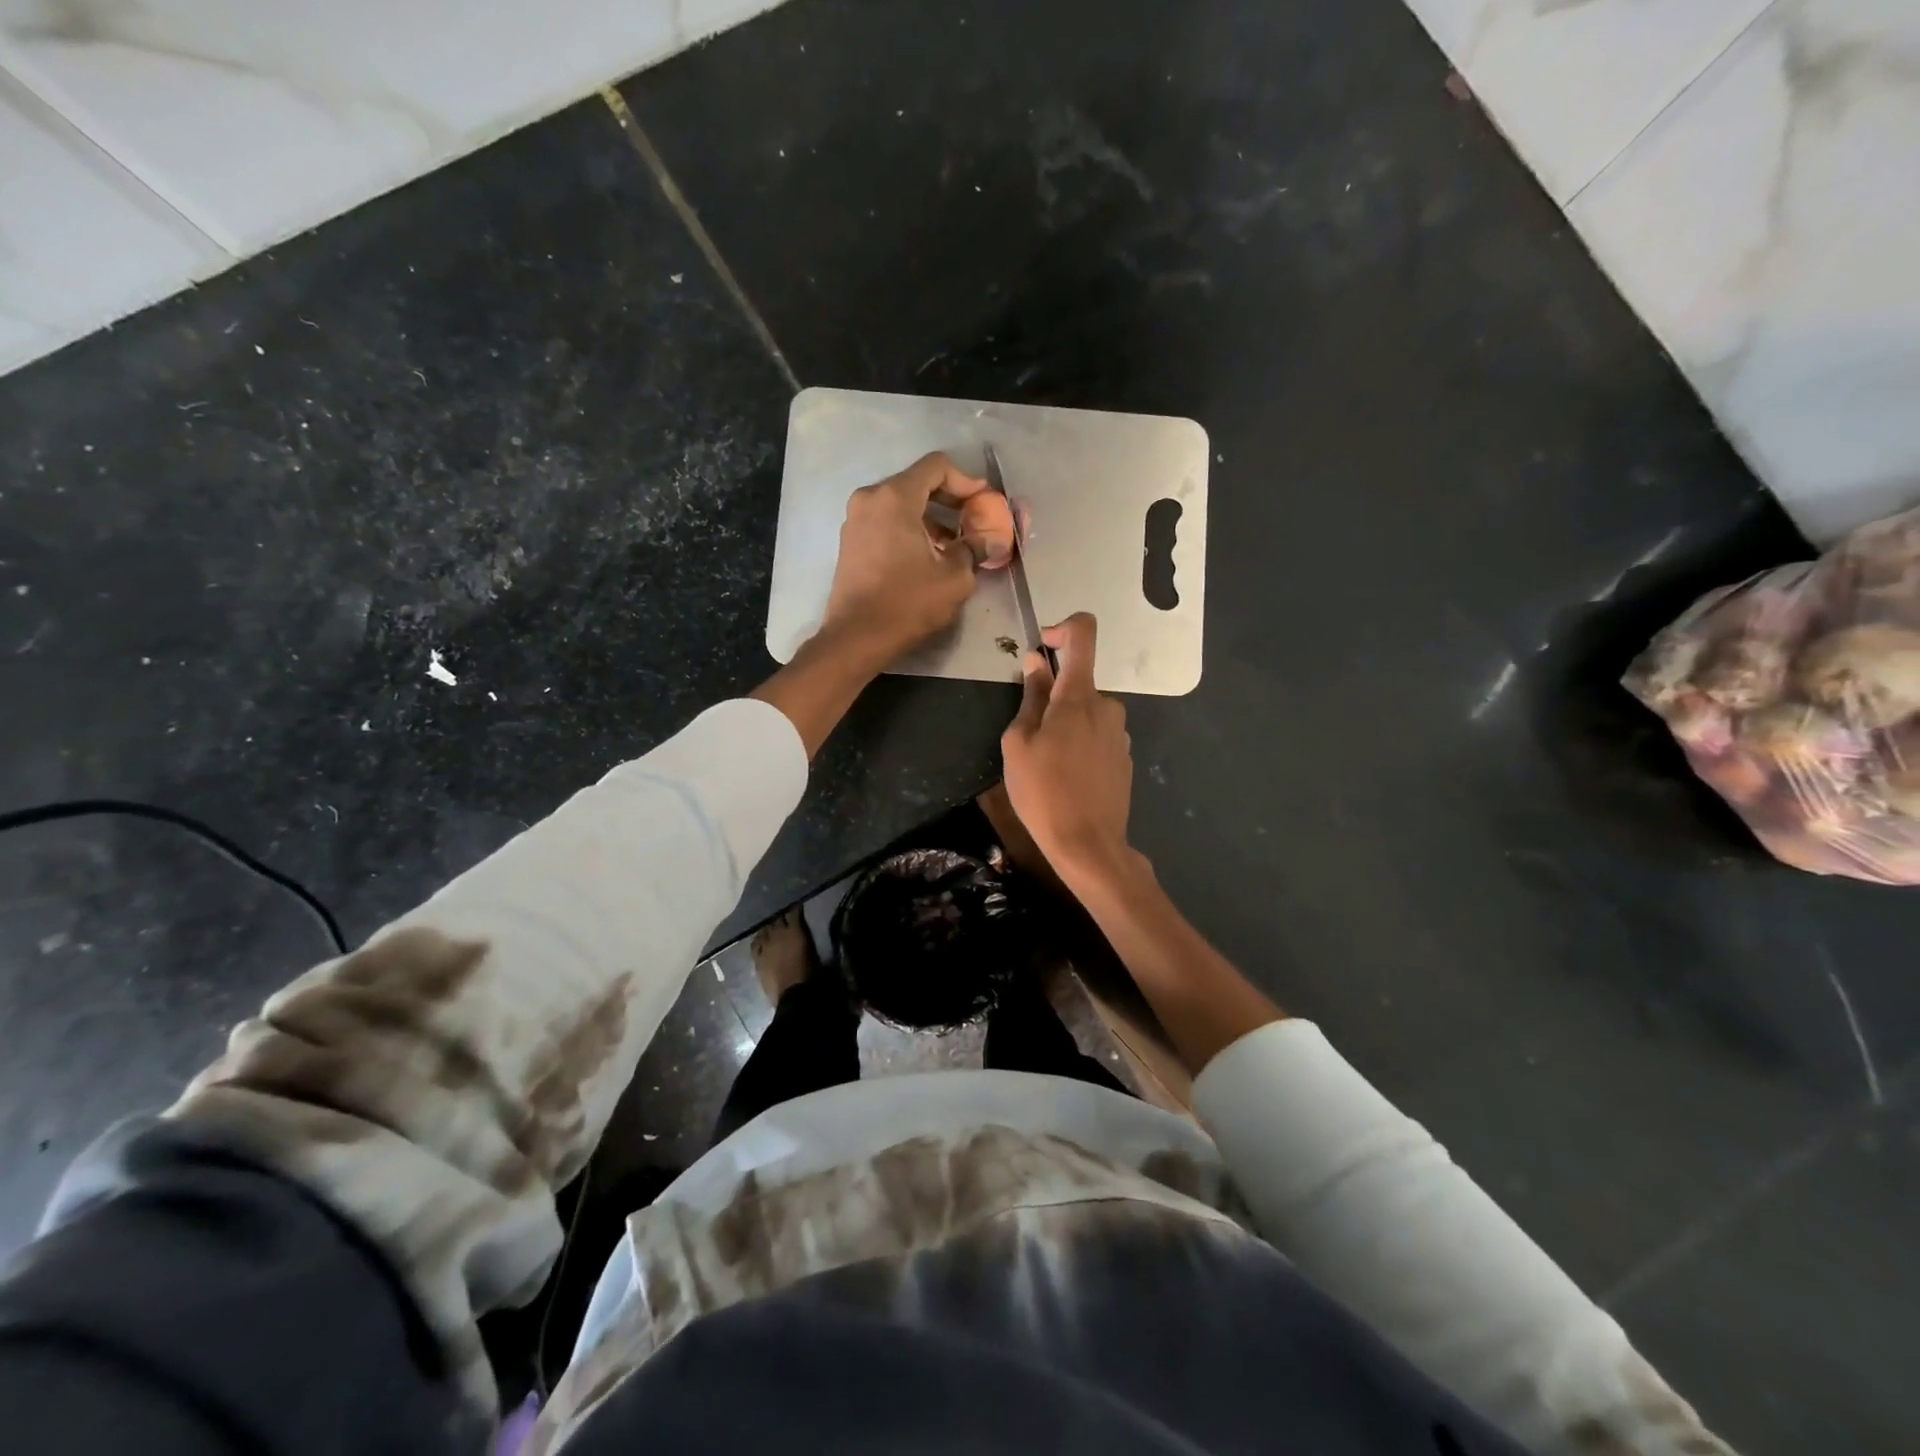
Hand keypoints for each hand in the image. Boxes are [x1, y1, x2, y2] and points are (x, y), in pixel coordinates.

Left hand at [820, 451, 1013, 665]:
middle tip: (973, 522)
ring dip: (930, 518)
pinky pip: (886, 522)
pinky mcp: (850, 541)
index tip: (983, 503)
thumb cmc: (907, 603)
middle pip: (917, 482)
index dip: (966, 480)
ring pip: (901, 504)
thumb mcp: (954, 577)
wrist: (856, 638)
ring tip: (954, 544)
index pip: (936, 467)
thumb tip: (989, 540)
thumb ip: (974, 549)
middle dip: (949, 500)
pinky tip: (927, 555)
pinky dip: (909, 529)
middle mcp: (870, 499)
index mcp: (895, 497)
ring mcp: (855, 520)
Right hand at [1001, 614, 1135, 884]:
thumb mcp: (1018, 743)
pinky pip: (1097, 737)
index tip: (1043, 646)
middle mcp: (1107, 707)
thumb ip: (1030, 697)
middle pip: (1078, 684)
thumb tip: (1036, 662)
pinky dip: (1080, 746)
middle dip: (1053, 700)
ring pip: (1086, 714)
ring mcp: (1120, 734)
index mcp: (1079, 696)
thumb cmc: (1043, 791)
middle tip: (1030, 737)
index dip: (1063, 628)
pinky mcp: (1124, 758)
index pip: (1084, 634)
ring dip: (1065, 726)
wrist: (1088, 844)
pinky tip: (1067, 779)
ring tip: (1046, 764)